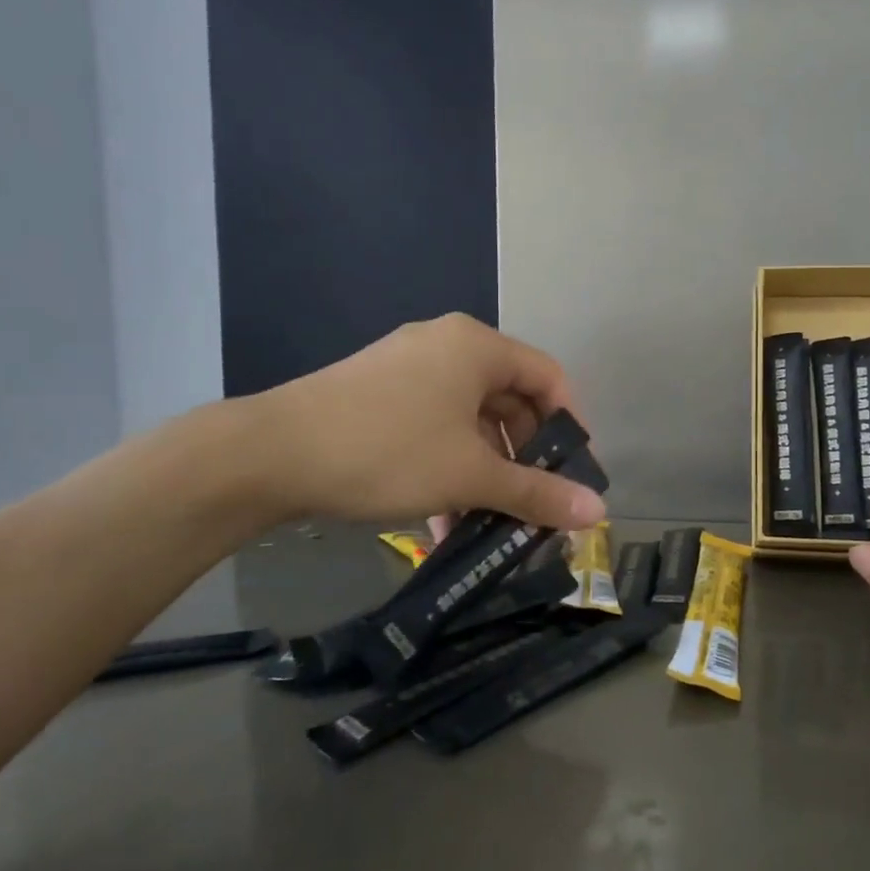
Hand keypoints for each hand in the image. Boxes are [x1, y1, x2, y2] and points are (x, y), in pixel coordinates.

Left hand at [242, 314, 606, 530]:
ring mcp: (409, 369)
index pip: (549, 377)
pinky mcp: (379, 395)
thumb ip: (537, 493)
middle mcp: (446, 346)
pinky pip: (435, 426)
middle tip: (536, 504)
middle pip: (510, 400)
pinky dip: (449, 467)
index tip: (577, 474)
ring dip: (486, 472)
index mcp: (477, 347)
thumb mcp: (470, 475)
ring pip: (470, 420)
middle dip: (526, 458)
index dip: (572, 426)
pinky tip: (445, 519)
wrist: (270, 454)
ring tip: (491, 524)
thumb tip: (599, 512)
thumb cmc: (388, 451)